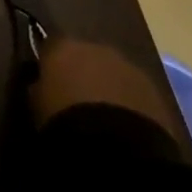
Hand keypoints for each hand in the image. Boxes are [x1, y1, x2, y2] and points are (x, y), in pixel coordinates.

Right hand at [29, 38, 179, 135]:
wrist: (117, 147)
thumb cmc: (65, 120)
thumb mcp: (36, 104)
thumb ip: (38, 87)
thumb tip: (39, 84)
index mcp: (63, 46)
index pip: (50, 44)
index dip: (49, 62)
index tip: (46, 80)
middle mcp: (97, 47)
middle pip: (86, 55)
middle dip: (83, 72)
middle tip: (76, 99)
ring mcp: (129, 67)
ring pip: (113, 72)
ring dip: (108, 86)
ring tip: (103, 116)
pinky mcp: (155, 91)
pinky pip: (135, 92)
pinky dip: (129, 103)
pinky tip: (124, 126)